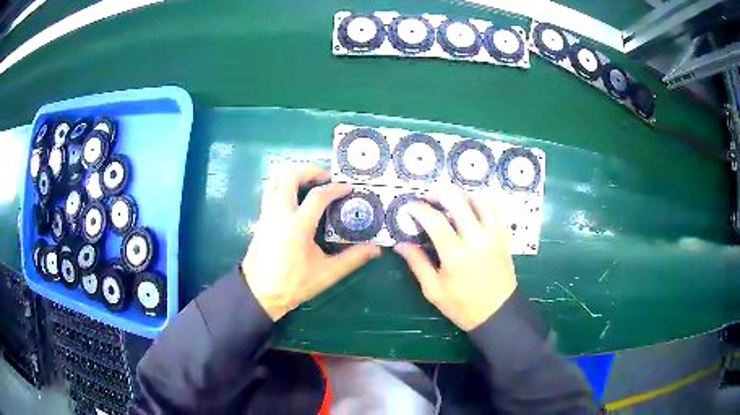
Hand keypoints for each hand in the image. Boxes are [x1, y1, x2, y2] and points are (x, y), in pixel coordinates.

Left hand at [241, 167, 381, 320]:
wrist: (259, 293)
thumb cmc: (292, 284)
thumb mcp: (326, 273)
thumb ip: (352, 258)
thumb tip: (375, 249)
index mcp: (297, 225)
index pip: (318, 196)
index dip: (336, 188)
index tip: (349, 187)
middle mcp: (279, 212)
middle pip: (290, 176)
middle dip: (310, 171)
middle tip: (326, 178)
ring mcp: (267, 213)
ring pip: (276, 180)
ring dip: (294, 175)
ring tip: (311, 183)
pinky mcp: (261, 218)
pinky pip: (270, 191)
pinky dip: (283, 185)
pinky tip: (295, 198)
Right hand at [394, 190, 516, 330]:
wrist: (498, 313)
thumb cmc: (463, 306)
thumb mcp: (434, 290)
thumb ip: (418, 264)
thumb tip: (401, 244)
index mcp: (456, 255)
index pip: (435, 221)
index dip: (419, 209)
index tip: (409, 206)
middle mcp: (477, 239)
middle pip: (458, 201)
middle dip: (439, 194)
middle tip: (428, 198)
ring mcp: (494, 235)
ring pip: (480, 199)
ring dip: (462, 194)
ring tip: (451, 201)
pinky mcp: (504, 236)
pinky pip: (496, 209)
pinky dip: (482, 201)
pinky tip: (472, 207)